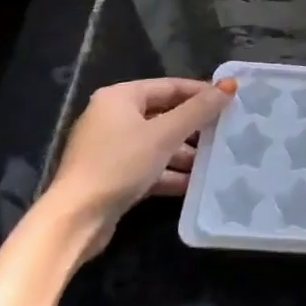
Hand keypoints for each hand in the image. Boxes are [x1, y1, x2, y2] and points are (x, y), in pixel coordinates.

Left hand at [45, 77, 237, 255]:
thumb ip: (199, 110)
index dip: (201, 93)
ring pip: (157, 143)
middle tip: (226, 132)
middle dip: (195, 127)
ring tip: (216, 160)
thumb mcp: (165, 134)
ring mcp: (110, 149)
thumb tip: (230, 85)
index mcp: (120, 98)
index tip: (230, 101)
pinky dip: (169, 172)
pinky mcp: (111, 176)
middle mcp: (112, 117)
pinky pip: (148, 166)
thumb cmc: (120, 164)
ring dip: (185, 153)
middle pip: (164, 115)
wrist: (75, 221)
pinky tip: (194, 183)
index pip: (169, 87)